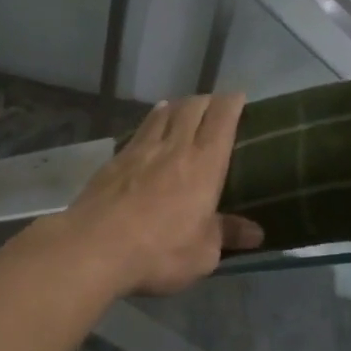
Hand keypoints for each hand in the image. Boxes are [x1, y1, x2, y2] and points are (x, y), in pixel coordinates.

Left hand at [55, 95, 264, 296]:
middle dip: (205, 101)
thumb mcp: (203, 253)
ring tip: (180, 107)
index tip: (238, 97)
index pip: (222, 119)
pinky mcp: (113, 161)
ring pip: (161, 115)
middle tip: (212, 105)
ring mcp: (139, 150)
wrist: (95, 247)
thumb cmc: (159, 251)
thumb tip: (255, 232)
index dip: (231, 103)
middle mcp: (173, 147)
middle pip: (191, 108)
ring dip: (175, 107)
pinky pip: (138, 132)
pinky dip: (149, 124)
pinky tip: (147, 131)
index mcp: (204, 164)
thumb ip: (226, 235)